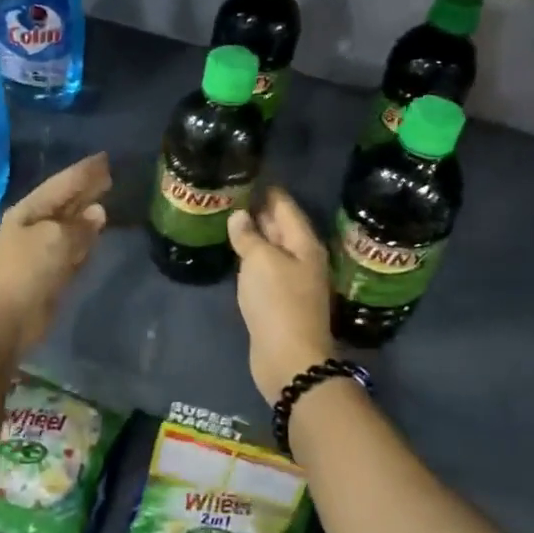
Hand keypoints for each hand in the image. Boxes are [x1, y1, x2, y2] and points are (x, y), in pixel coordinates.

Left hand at [0, 153, 110, 351]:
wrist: (4, 319)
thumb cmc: (25, 270)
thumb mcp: (54, 239)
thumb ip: (79, 226)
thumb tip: (98, 213)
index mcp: (30, 210)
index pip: (62, 183)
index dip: (83, 171)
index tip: (105, 158)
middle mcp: (35, 226)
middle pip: (66, 202)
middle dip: (86, 188)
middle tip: (109, 174)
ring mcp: (42, 251)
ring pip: (70, 225)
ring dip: (86, 213)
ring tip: (106, 197)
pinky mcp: (51, 273)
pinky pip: (72, 249)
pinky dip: (85, 240)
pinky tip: (97, 233)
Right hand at [229, 188, 335, 401]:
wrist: (290, 358)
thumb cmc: (278, 302)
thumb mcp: (260, 261)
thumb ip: (249, 236)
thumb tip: (240, 216)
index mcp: (304, 243)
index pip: (285, 205)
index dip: (266, 189)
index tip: (245, 175)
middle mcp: (303, 258)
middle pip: (281, 226)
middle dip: (259, 210)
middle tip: (231, 194)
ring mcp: (293, 280)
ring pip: (272, 248)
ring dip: (254, 234)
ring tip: (229, 218)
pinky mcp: (281, 300)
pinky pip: (266, 269)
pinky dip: (252, 257)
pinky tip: (236, 254)